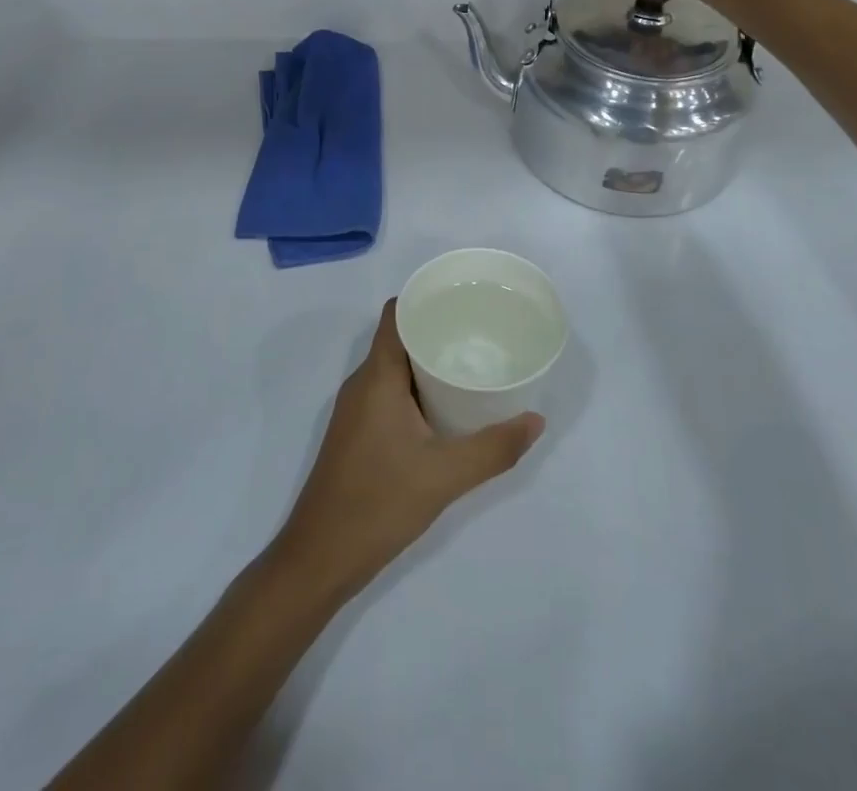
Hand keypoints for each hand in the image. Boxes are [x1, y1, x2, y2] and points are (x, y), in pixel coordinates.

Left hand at [271, 300, 542, 600]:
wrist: (320, 557)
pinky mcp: (357, 432)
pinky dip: (416, 389)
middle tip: (480, 333)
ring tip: (470, 365)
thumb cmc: (378, 503)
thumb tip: (536, 421)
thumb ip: (493, 448)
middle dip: (436, 331)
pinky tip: (445, 408)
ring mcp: (356, 409)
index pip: (397, 314)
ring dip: (427, 363)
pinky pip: (389, 392)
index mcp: (377, 376)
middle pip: (399, 338)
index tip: (463, 300)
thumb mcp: (445, 476)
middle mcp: (362, 383)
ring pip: (394, 368)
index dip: (425, 299)